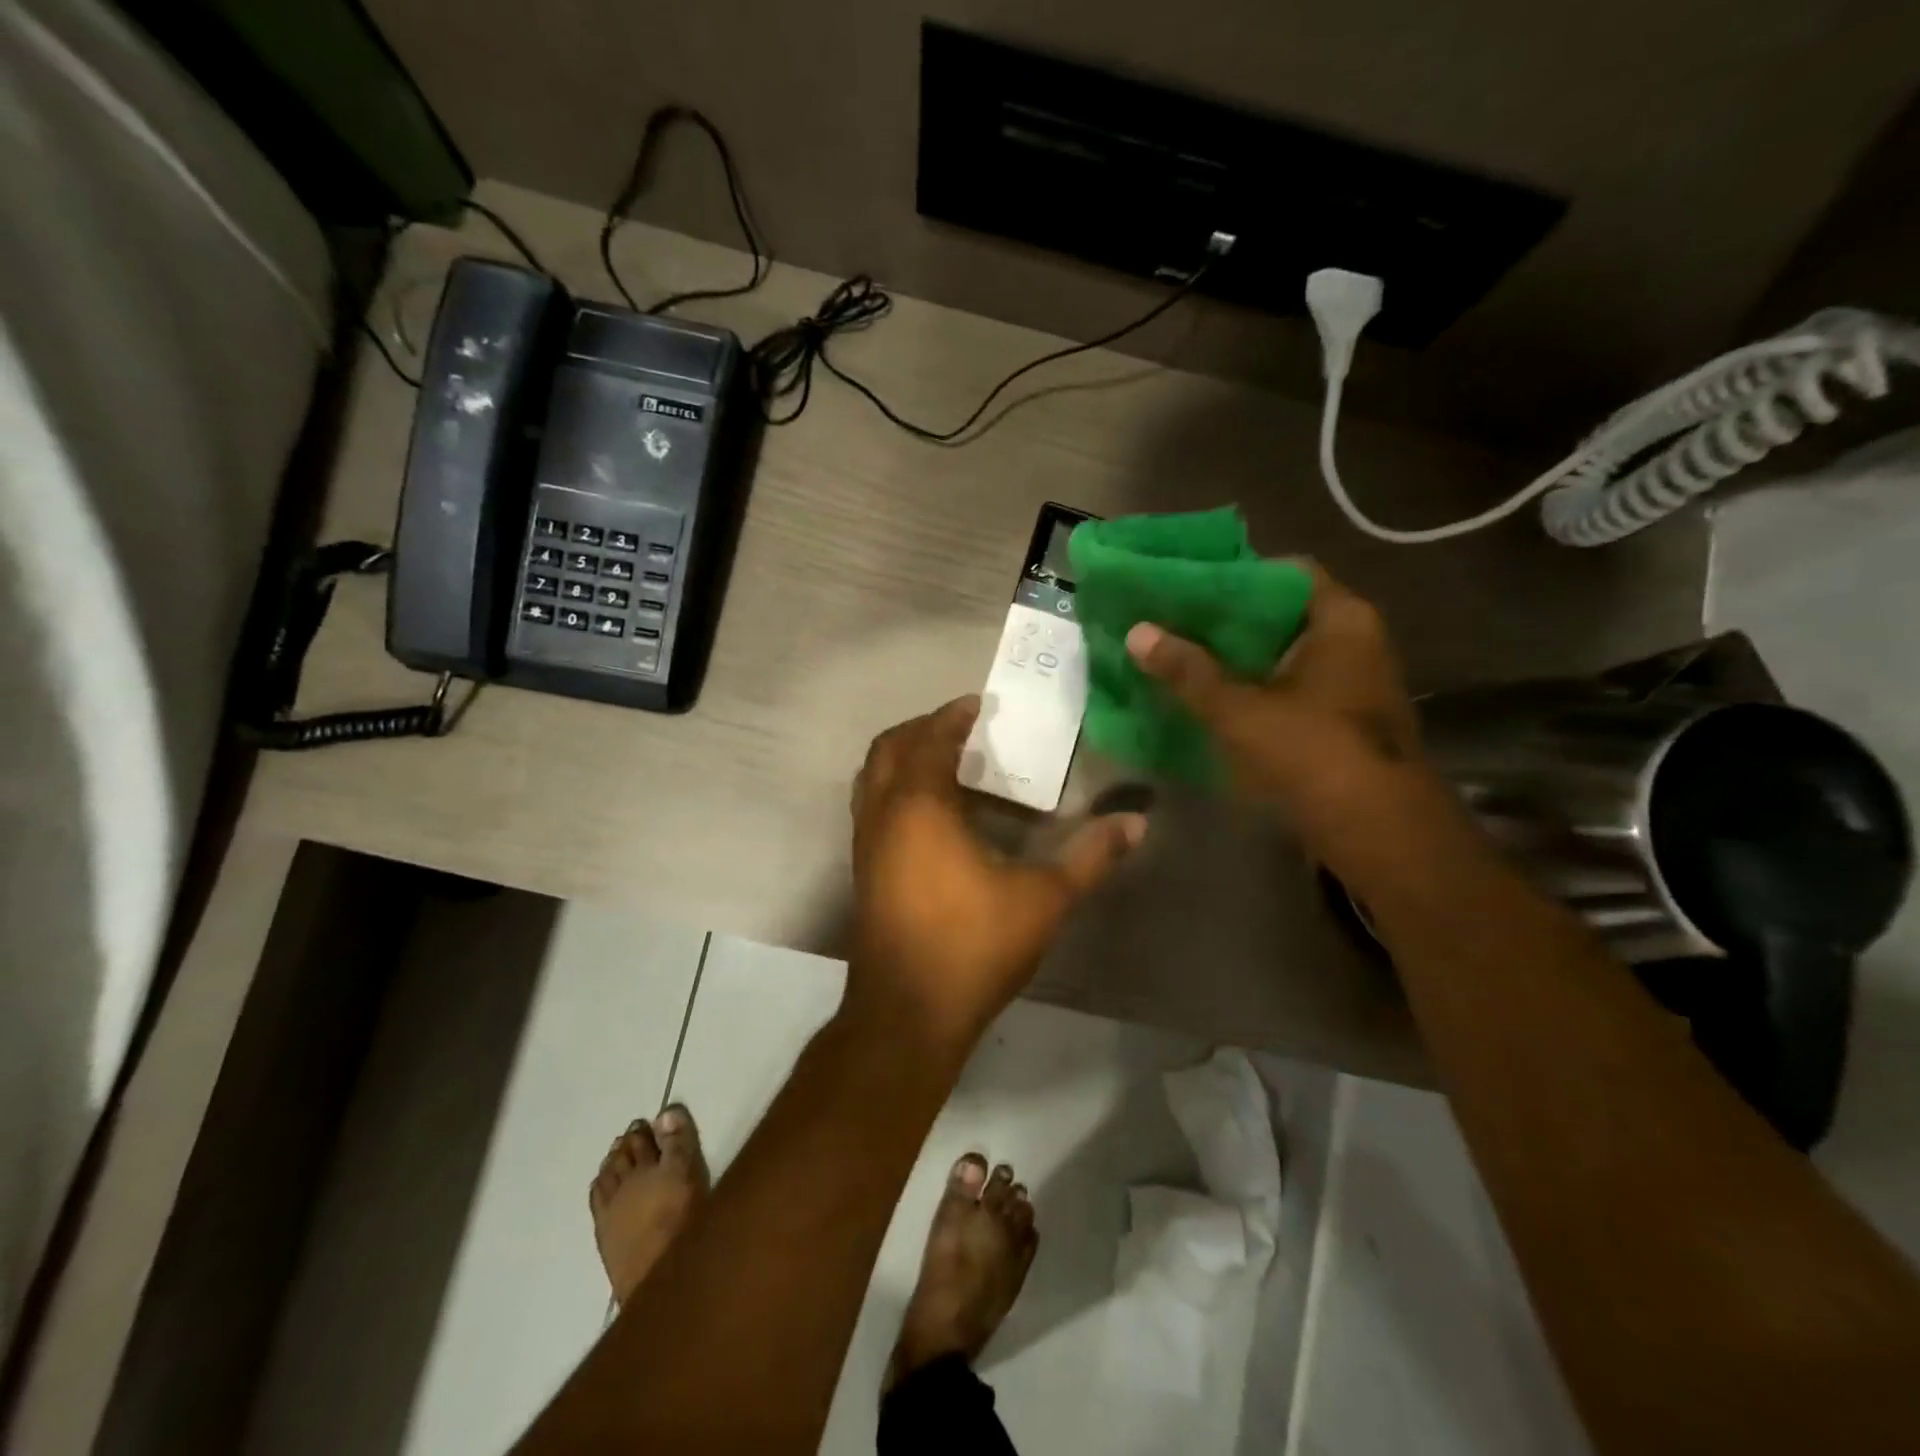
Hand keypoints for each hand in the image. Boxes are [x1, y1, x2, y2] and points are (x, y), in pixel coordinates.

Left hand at [847, 697, 1145, 1050]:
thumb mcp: (1044, 899)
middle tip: (960, 728)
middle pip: (888, 748)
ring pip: (872, 778)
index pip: (930, 740)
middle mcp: (882, 814)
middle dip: (922, 729)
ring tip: (946, 763)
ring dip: (903, 758)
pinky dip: (895, 790)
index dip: (952, 716)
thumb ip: (1091, 857)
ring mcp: (865, 844)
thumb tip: (1136, 821)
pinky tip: (932, 816)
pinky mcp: (862, 871)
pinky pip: (871, 807)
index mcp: (920, 806)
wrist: (907, 1013)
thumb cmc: (973, 946)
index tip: (978, 705)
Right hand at [1125, 562, 1424, 843]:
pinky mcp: (1343, 719)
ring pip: (1283, 655)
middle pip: (1282, 615)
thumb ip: (1188, 671)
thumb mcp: (1240, 710)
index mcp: (1341, 620)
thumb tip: (1137, 632)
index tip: (1188, 587)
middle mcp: (1355, 641)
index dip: (1236, 575)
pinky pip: (1290, 688)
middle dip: (1228, 621)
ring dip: (1238, 658)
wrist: (1378, 833)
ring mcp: (1353, 682)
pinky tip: (1212, 699)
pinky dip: (1255, 688)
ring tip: (1182, 658)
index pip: (1285, 573)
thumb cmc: (1313, 754)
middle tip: (1174, 623)